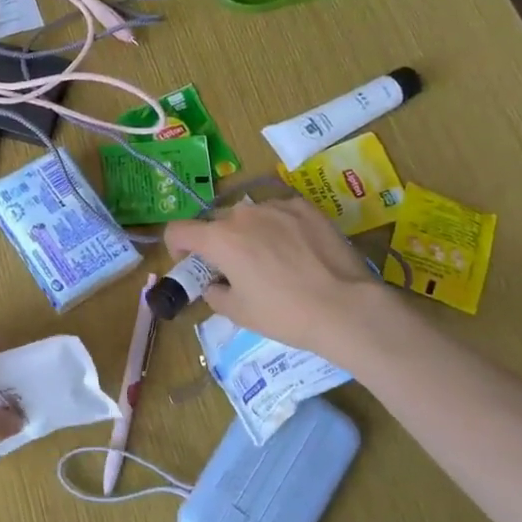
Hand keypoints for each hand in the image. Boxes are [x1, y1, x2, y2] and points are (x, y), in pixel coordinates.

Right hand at [165, 198, 393, 359]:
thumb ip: (214, 293)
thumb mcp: (238, 312)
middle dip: (215, 241)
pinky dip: (278, 226)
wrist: (345, 307)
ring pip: (249, 215)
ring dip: (247, 232)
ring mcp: (276, 207)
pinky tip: (296, 249)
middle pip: (215, 222)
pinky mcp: (306, 207)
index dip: (176, 246)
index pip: (178, 230)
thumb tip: (215, 284)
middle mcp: (243, 215)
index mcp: (219, 239)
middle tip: (232, 267)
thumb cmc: (284, 314)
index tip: (190, 263)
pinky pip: (279, 212)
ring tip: (269, 258)